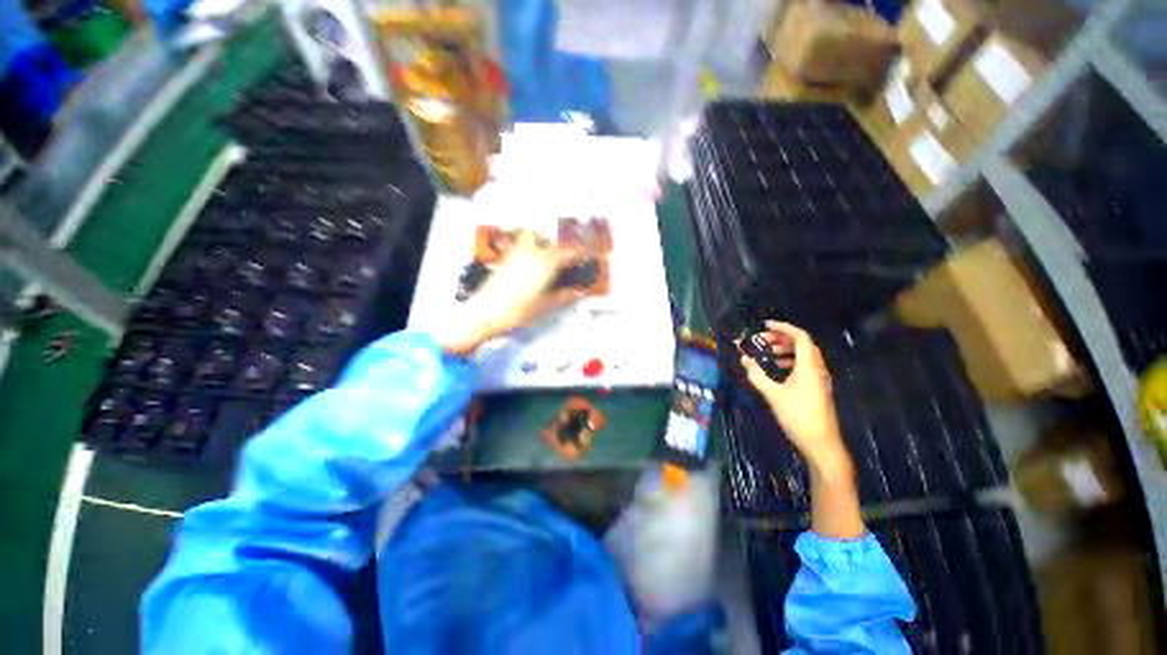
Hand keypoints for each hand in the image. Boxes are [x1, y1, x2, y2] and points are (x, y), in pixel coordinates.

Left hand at [439, 230, 588, 354]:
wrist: (484, 313)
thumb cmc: (518, 311)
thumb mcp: (546, 306)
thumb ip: (564, 297)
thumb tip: (579, 292)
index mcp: (545, 263)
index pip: (569, 253)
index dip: (582, 252)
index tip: (591, 253)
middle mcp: (532, 253)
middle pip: (552, 242)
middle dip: (564, 248)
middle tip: (571, 258)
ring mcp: (517, 254)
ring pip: (534, 238)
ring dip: (545, 242)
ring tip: (550, 256)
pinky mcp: (506, 260)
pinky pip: (522, 246)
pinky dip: (531, 248)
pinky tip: (532, 263)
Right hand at [739, 321, 849, 476]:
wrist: (821, 443)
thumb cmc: (797, 416)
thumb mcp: (773, 395)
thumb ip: (757, 375)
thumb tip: (744, 359)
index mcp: (809, 367)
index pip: (800, 337)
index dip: (783, 327)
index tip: (765, 325)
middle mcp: (817, 369)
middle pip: (802, 344)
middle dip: (781, 338)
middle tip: (761, 340)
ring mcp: (819, 378)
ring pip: (804, 355)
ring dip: (786, 349)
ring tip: (767, 352)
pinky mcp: (818, 387)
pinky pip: (805, 365)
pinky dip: (790, 360)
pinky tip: (777, 367)